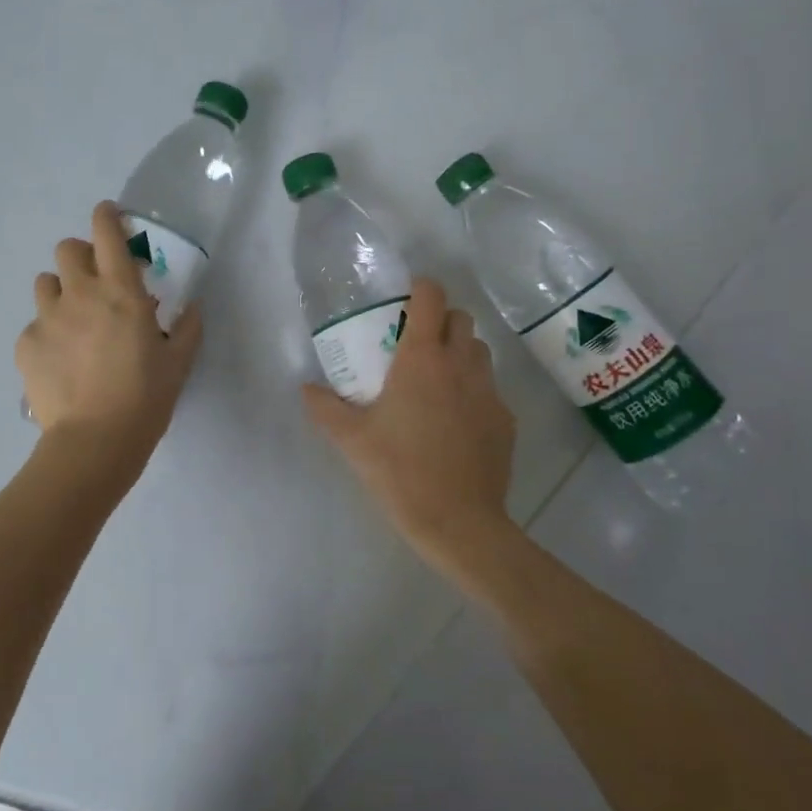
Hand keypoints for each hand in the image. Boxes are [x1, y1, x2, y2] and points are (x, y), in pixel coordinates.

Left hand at [17, 202, 204, 461]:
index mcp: (121, 291)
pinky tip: (60, 360)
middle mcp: (80, 294)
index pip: (106, 233)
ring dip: (60, 291)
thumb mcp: (178, 363)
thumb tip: (191, 307)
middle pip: (67, 249)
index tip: (109, 216)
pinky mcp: (26, 344)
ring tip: (73, 320)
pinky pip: (34, 325)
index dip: (106, 216)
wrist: (95, 441)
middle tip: (95, 281)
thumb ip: (187, 328)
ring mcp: (48, 318)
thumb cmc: (145, 398)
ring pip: (45, 282)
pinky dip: (47, 333)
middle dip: (80, 256)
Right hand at [303, 279, 519, 580]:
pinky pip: (490, 388)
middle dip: (440, 320)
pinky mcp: (506, 420)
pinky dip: (473, 390)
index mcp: (423, 359)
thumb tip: (305, 388)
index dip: (420, 288)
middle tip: (416, 343)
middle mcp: (461, 364)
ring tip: (437, 379)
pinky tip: (455, 421)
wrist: (458, 522)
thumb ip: (324, 407)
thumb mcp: (351, 439)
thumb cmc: (399, 471)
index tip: (405, 299)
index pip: (431, 297)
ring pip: (480, 351)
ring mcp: (489, 392)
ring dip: (460, 352)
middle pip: (461, 319)